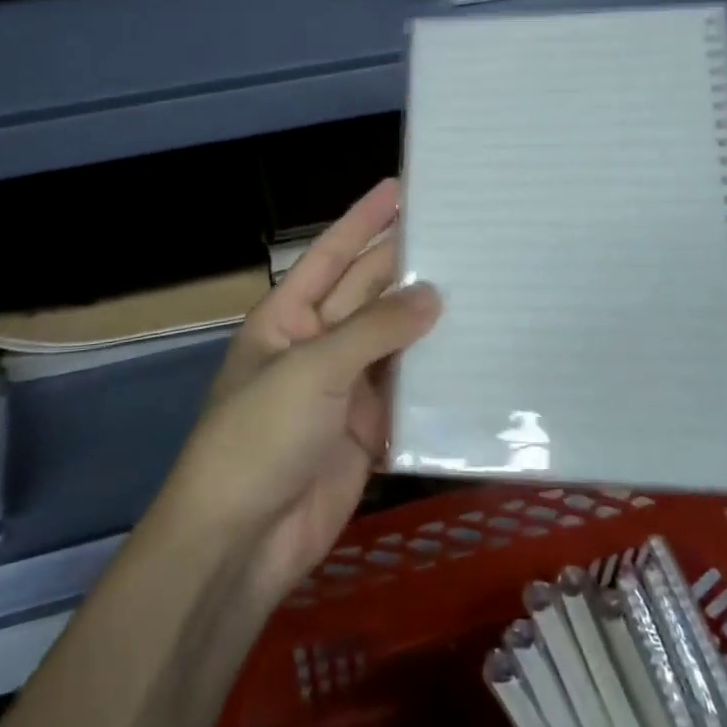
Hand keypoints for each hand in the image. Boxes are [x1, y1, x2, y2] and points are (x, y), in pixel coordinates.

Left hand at [156, 179, 440, 608]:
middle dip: (407, 264)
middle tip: (461, 234)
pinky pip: (408, 391)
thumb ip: (375, 329)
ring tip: (482, 284)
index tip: (402, 187)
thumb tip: (434, 295)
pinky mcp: (371, 429)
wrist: (243, 540)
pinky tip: (476, 354)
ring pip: (394, 341)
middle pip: (368, 293)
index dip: (364, 219)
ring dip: (429, 319)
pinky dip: (437, 375)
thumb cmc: (261, 436)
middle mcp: (318, 343)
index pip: (332, 254)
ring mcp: (345, 388)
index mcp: (288, 316)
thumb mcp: (313, 370)